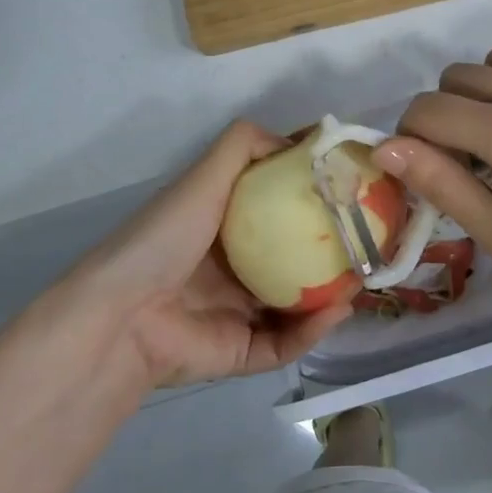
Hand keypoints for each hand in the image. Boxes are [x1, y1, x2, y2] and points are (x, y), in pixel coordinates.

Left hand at [61, 121, 352, 391]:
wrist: (122, 315)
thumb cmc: (165, 238)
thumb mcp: (204, 178)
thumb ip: (243, 147)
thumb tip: (297, 140)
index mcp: (224, 226)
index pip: (278, 209)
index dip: (312, 199)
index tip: (350, 188)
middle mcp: (234, 267)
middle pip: (293, 258)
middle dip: (330, 252)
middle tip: (370, 240)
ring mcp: (237, 312)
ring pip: (297, 304)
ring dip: (331, 294)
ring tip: (366, 278)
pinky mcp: (240, 352)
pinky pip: (285, 342)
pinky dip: (311, 330)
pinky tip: (336, 311)